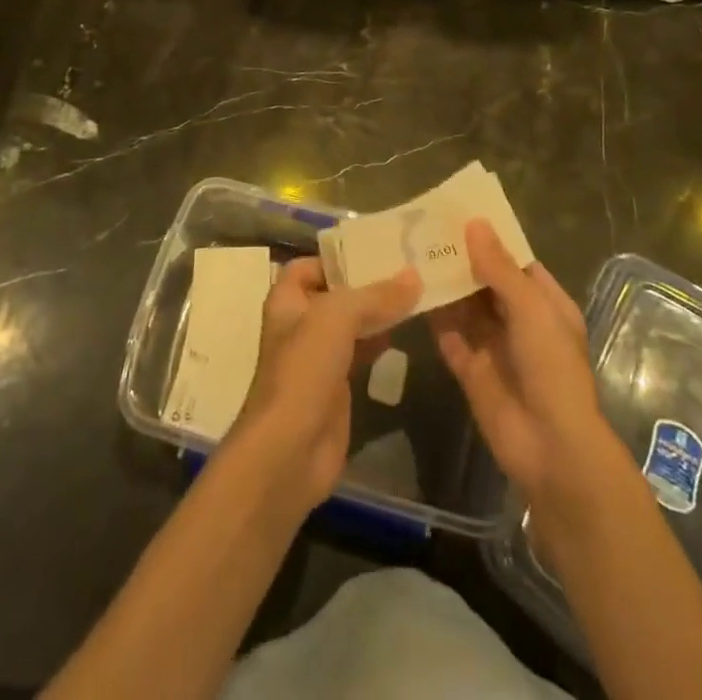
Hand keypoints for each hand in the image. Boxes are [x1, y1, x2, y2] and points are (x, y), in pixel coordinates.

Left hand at [226, 258, 419, 515]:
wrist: (290, 450)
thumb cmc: (303, 370)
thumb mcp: (336, 318)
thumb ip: (375, 296)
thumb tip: (414, 276)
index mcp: (287, 300)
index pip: (309, 265)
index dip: (336, 258)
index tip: (375, 251)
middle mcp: (300, 324)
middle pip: (335, 293)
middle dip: (366, 283)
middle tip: (408, 269)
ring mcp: (318, 357)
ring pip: (350, 324)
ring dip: (377, 312)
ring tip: (415, 294)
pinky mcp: (336, 386)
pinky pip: (360, 353)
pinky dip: (380, 341)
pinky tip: (404, 333)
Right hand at [428, 221, 626, 516]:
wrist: (550, 448)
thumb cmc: (551, 368)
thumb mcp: (531, 310)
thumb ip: (499, 268)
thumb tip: (474, 223)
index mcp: (545, 305)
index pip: (516, 263)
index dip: (490, 239)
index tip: (458, 213)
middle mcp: (519, 321)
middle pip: (486, 282)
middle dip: (461, 259)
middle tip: (424, 228)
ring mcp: (493, 346)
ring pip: (464, 307)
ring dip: (444, 284)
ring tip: (410, 251)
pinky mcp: (470, 369)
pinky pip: (448, 335)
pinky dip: (433, 316)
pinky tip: (409, 292)